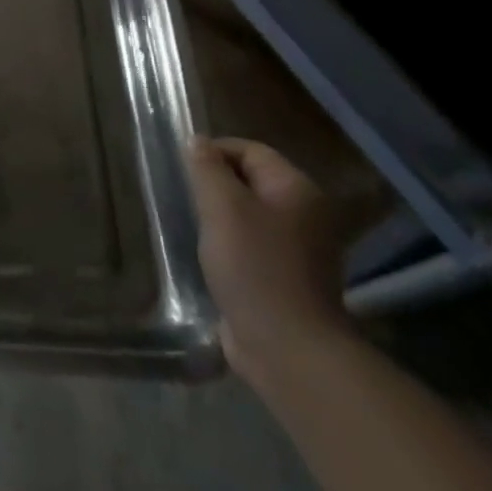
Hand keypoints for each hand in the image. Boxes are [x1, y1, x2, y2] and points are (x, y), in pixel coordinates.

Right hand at [188, 137, 352, 385]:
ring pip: (251, 214)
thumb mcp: (222, 207)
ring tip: (196, 228)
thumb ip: (207, 168)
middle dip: (216, 186)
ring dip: (222, 217)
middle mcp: (307, 214)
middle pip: (251, 181)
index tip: (184, 171)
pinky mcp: (289, 278)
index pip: (250, 150)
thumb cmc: (254, 266)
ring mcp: (301, 249)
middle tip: (187, 199)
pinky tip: (212, 257)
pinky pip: (254, 245)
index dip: (214, 152)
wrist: (287, 348)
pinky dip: (232, 245)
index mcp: (297, 190)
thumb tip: (198, 141)